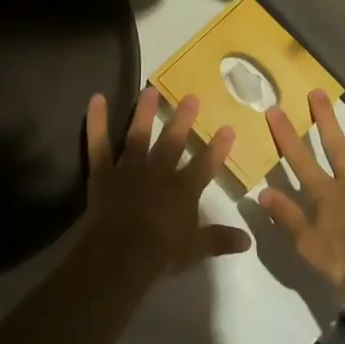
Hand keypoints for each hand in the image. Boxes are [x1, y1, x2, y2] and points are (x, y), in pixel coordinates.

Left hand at [81, 88, 251, 281]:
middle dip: (183, 119)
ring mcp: (130, 168)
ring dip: (144, 112)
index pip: (205, 165)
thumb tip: (248, 241)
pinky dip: (96, 121)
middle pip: (173, 141)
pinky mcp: (104, 171)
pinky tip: (96, 98)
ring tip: (149, 89)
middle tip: (191, 96)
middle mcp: (159, 172)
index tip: (228, 127)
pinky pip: (99, 143)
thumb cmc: (161, 254)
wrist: (122, 254)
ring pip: (139, 134)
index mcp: (183, 190)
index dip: (217, 147)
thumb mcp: (195, 250)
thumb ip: (219, 240)